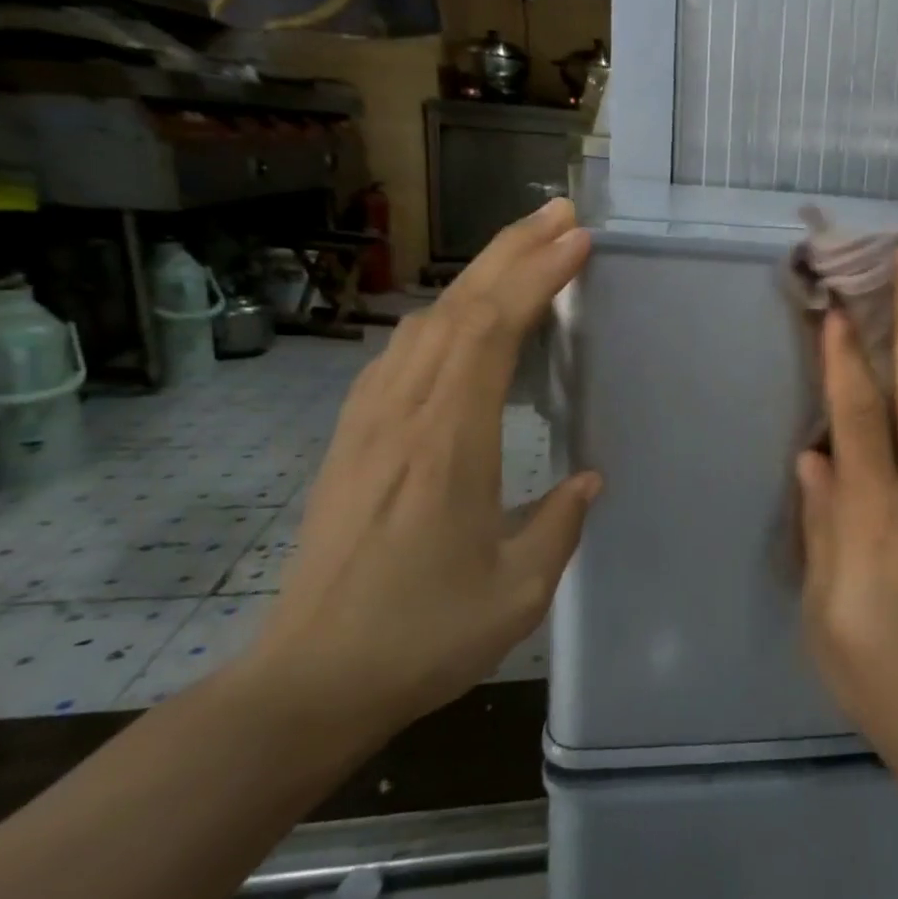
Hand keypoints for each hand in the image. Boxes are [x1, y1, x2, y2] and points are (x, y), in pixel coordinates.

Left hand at [242, 198, 600, 743]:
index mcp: (448, 446)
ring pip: (425, 324)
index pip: (491, 333)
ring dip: (477, 278)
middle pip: (457, 309)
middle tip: (561, 216)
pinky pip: (401, 356)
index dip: (535, 277)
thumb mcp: (518, 590)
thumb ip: (561, 523)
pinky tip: (460, 322)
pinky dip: (442, 319)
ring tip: (525, 253)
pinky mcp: (352, 440)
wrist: (309, 682)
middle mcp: (403, 417)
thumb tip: (588, 477)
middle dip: (512, 252)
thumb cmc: (422, 637)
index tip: (577, 241)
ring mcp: (369, 424)